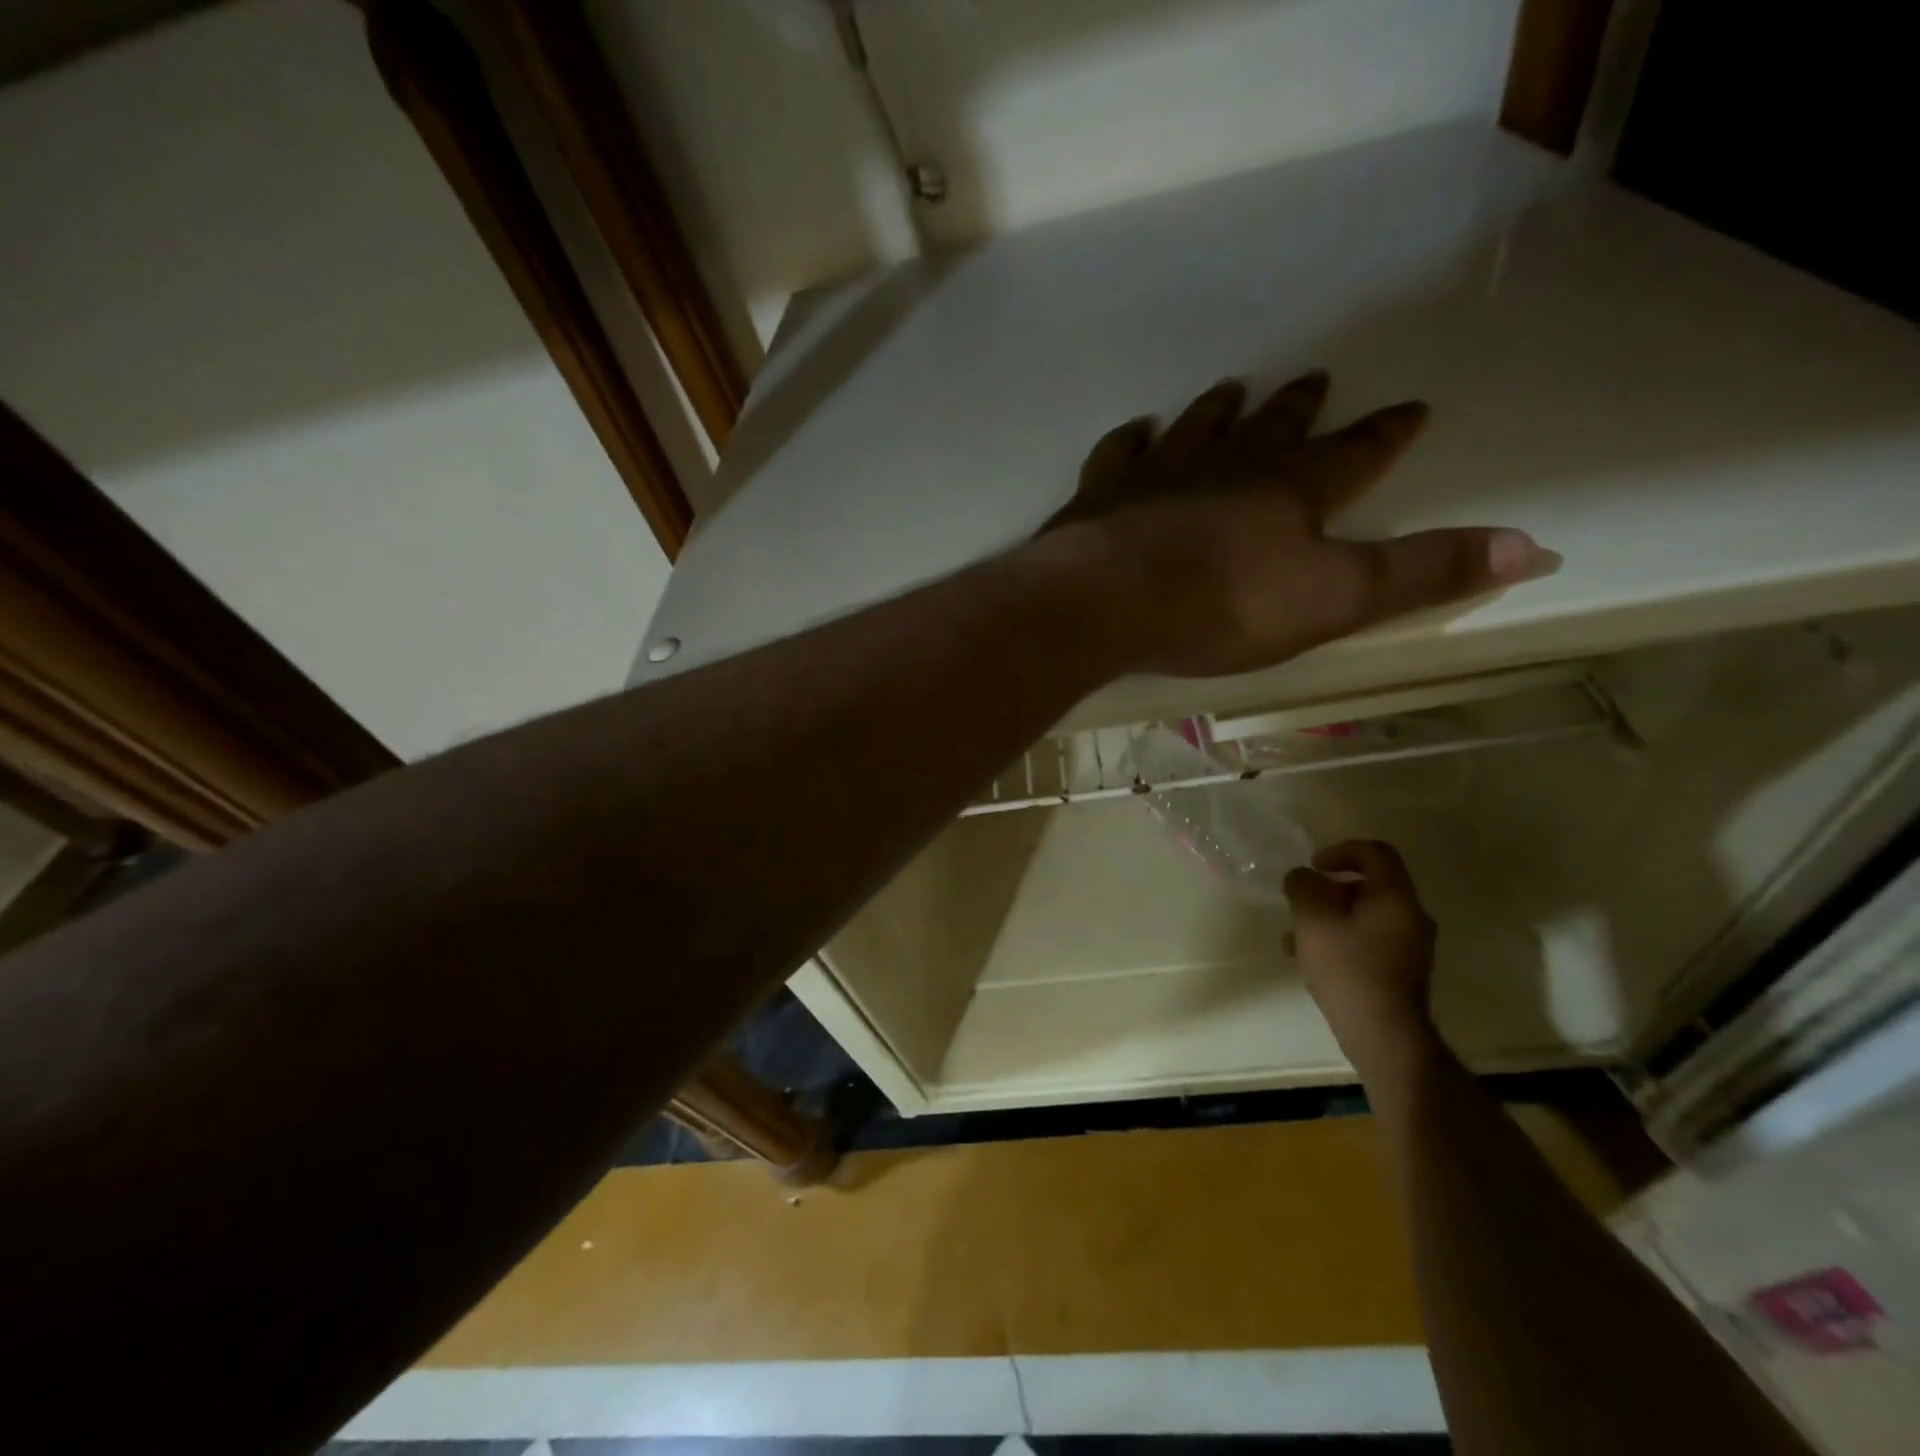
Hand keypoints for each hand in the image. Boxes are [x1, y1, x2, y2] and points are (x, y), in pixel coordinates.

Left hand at [1048, 373, 1557, 677]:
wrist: (1108, 601)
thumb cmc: (1223, 605)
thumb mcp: (1335, 600)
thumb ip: (1423, 574)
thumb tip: (1535, 548)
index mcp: (1291, 488)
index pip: (1356, 451)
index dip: (1386, 433)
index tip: (1412, 406)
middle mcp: (1229, 464)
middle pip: (1274, 426)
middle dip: (1300, 407)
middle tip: (1315, 379)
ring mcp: (1159, 471)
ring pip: (1199, 426)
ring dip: (1221, 409)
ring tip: (1235, 387)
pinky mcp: (1102, 492)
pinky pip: (1120, 451)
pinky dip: (1131, 438)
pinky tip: (1137, 429)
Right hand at [1284, 840, 1438, 1073]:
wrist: (1384, 1035)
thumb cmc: (1348, 969)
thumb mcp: (1312, 920)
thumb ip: (1302, 887)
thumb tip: (1302, 877)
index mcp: (1395, 897)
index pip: (1375, 853)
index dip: (1341, 851)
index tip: (1314, 868)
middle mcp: (1410, 916)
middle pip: (1369, 885)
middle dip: (1328, 890)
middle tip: (1300, 905)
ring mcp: (1410, 946)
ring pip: (1364, 915)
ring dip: (1329, 917)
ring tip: (1296, 938)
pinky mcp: (1402, 971)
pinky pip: (1368, 940)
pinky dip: (1340, 939)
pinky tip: (1312, 961)